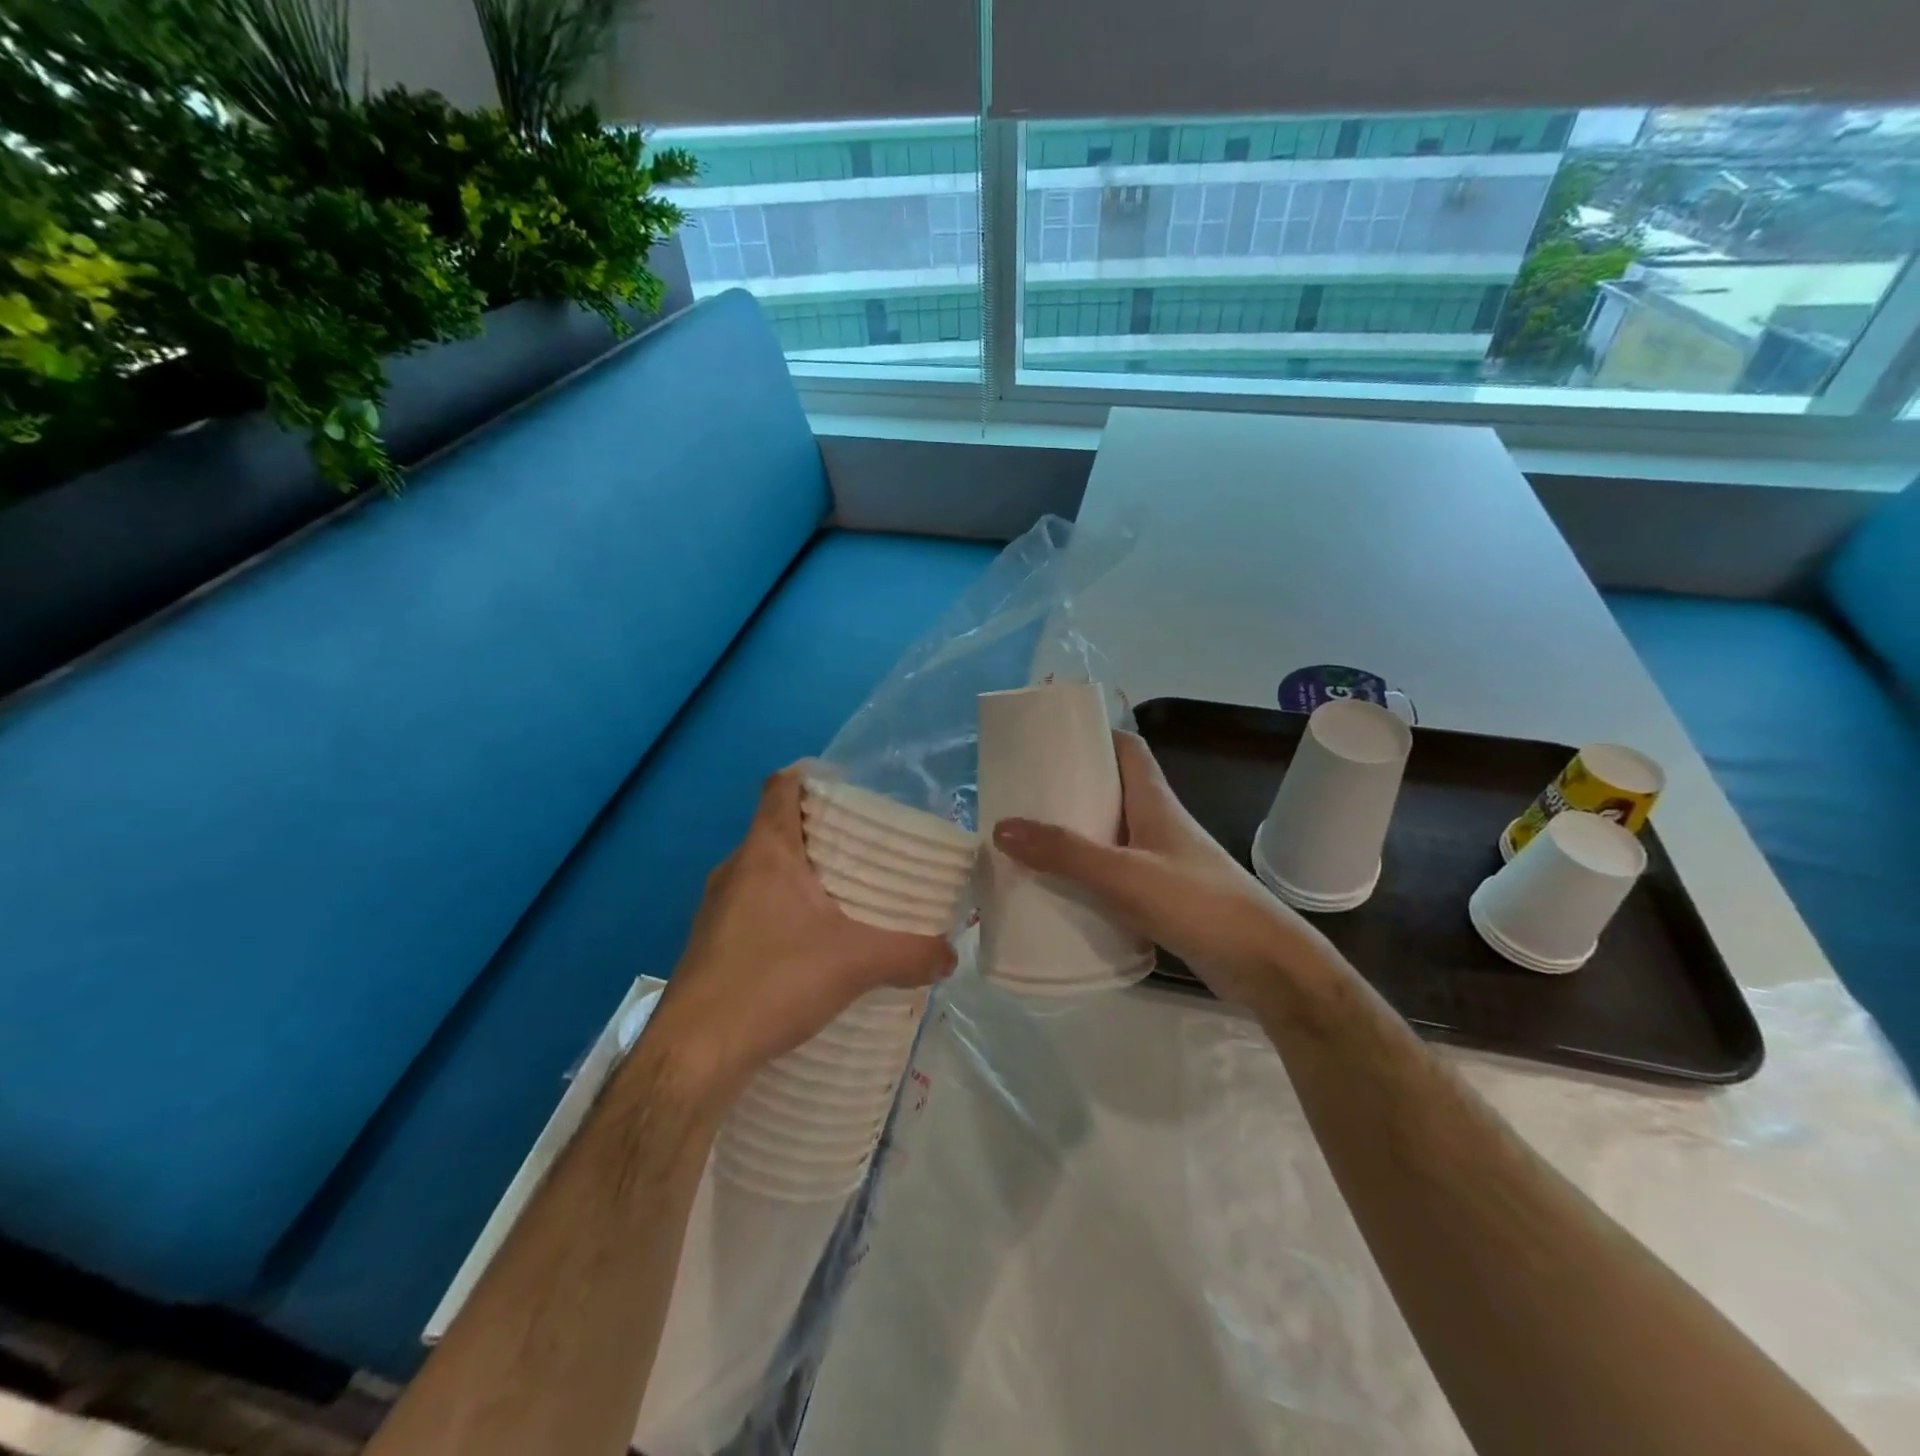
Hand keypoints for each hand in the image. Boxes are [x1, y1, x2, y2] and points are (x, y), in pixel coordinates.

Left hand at [647, 766, 956, 1104]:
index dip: (811, 776)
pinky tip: (811, 945)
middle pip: (778, 828)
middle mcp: (735, 869)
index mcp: (765, 852)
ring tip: (846, 898)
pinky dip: (783, 910)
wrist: (693, 1055)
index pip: (781, 786)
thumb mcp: (855, 964)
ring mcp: (716, 908)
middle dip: (821, 833)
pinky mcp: (711, 943)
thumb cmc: (772, 982)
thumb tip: (951, 955)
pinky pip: (753, 906)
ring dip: (801, 876)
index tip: (848, 789)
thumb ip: (910, 954)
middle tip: (866, 850)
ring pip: (765, 871)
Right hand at [990, 730, 1327, 1006]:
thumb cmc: (1197, 903)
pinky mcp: (1162, 896)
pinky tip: (1059, 890)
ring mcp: (1161, 861)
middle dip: (1070, 788)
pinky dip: (1087, 875)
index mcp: (1154, 800)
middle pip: (1111, 790)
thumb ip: (1064, 852)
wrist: (1263, 964)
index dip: (1092, 735)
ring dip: (1075, 834)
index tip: (1048, 739)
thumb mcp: (1123, 874)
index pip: (1126, 747)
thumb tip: (1001, 826)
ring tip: (1028, 841)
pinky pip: (1115, 873)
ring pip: (1110, 834)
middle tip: (1023, 795)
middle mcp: (1158, 823)